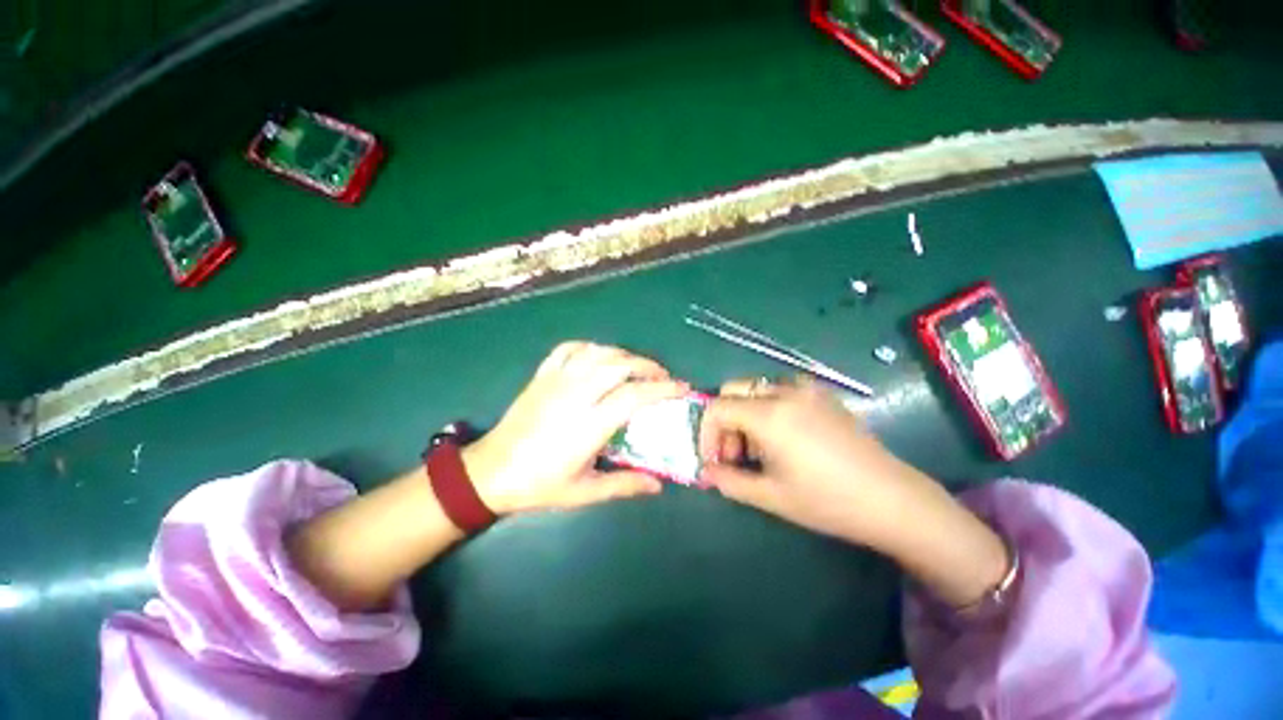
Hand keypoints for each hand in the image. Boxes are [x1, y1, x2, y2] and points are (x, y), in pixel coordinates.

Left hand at [464, 342, 688, 513]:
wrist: (490, 472)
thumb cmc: (539, 484)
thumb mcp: (584, 492)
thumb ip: (624, 485)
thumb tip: (658, 485)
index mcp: (589, 424)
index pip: (634, 395)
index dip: (662, 388)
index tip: (682, 387)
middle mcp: (576, 394)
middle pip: (620, 365)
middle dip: (648, 366)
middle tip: (662, 376)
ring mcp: (556, 380)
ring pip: (598, 352)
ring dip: (624, 354)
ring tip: (636, 367)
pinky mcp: (542, 375)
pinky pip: (569, 348)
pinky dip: (590, 347)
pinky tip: (599, 356)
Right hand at [699, 377, 1009, 606]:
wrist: (892, 499)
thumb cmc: (828, 501)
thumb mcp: (771, 496)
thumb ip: (729, 481)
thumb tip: (706, 472)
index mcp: (769, 414)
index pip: (717, 407)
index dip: (706, 433)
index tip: (714, 460)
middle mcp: (784, 391)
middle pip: (733, 390)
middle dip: (725, 421)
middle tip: (736, 455)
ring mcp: (806, 389)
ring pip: (756, 388)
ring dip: (746, 414)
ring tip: (760, 450)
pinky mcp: (822, 394)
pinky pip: (780, 390)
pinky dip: (768, 408)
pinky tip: (784, 437)